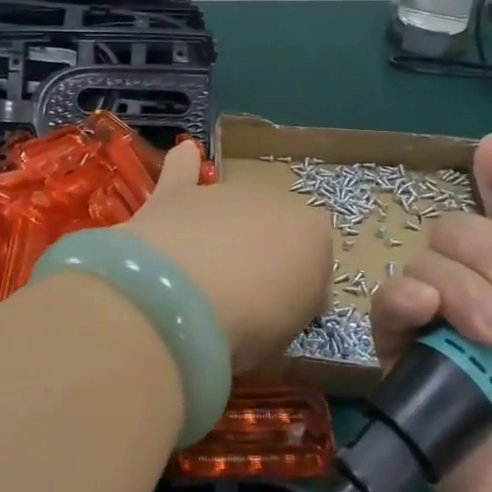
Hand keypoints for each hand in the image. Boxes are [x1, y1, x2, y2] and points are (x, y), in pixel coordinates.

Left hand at [127, 142, 331, 369]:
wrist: (184, 298)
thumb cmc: (249, 325)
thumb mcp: (287, 335)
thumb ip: (289, 310)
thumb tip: (280, 304)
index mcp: (312, 235)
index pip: (315, 261)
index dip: (300, 291)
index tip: (282, 317)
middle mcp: (272, 201)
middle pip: (270, 231)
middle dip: (259, 257)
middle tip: (239, 300)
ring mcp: (222, 194)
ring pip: (229, 210)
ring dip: (222, 232)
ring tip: (200, 275)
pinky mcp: (175, 194)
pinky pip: (183, 170)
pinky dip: (183, 166)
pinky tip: (184, 155)